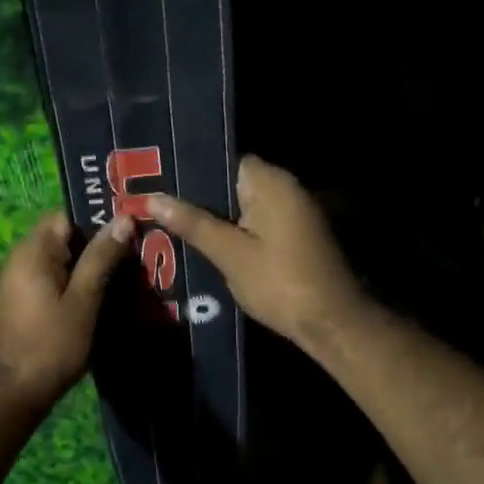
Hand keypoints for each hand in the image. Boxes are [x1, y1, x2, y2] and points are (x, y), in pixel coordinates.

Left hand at [0, 210, 133, 409]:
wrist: (13, 392)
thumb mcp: (83, 300)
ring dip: (90, 264)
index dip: (98, 218)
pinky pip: (54, 276)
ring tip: (126, 272)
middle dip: (98, 242)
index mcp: (33, 251)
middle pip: (64, 235)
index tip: (129, 228)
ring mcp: (20, 279)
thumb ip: (101, 258)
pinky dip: (77, 280)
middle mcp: (22, 258)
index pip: (67, 215)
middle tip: (135, 251)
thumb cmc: (51, 344)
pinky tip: (103, 293)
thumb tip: (123, 218)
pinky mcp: (24, 299)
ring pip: (61, 258)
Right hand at [148, 156, 368, 353]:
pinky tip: (206, 244)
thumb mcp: (229, 254)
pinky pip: (257, 221)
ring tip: (173, 224)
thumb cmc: (279, 282)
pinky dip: (234, 229)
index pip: (225, 160)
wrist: (331, 323)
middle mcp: (286, 188)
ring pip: (243, 204)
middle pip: (233, 182)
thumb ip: (192, 223)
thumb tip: (152, 197)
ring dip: (215, 216)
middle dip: (199, 197)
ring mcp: (294, 211)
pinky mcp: (296, 234)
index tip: (160, 183)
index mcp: (271, 182)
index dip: (192, 171)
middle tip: (159, 206)